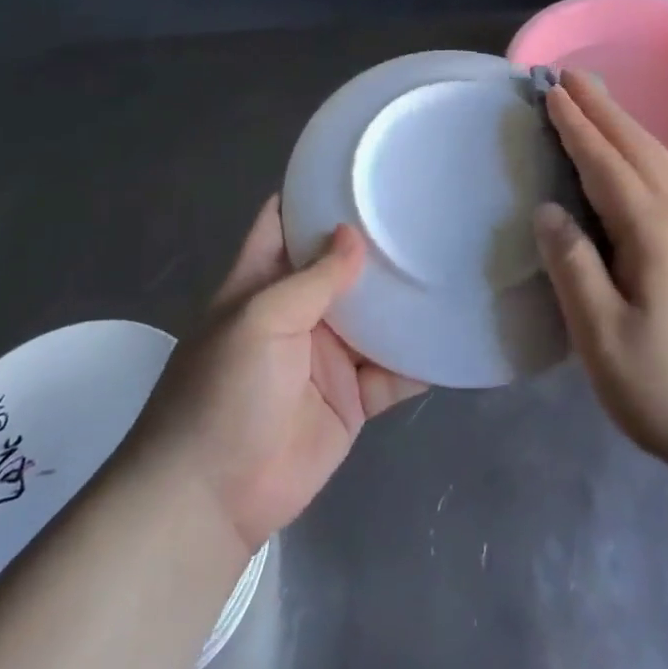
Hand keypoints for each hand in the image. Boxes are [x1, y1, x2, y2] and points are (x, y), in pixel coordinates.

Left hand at [132, 196, 425, 560]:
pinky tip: (455, 335)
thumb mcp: (261, 321)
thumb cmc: (224, 391)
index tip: (358, 169)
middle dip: (376, 244)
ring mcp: (327, 355)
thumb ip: (312, 279)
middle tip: (425, 208)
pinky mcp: (352, 399)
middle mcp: (299, 310)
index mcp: (264, 281)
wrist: (213, 499)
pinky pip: (393, 373)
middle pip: (341, 266)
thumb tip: (353, 234)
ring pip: (374, 317)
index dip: (313, 195)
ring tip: (453, 262)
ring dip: (405, 299)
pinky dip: (421, 360)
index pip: (285, 222)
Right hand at [534, 69, 667, 469]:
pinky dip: (639, 149)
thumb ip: (573, 269)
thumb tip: (546, 210)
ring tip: (594, 101)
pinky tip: (632, 157)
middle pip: (634, 147)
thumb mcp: (604, 340)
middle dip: (600, 108)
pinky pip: (663, 176)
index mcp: (649, 231)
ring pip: (655, 158)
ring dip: (622, 123)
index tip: (548, 90)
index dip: (574, 126)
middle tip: (567, 75)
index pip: (603, 163)